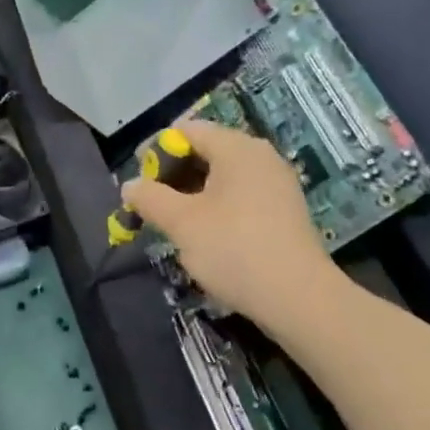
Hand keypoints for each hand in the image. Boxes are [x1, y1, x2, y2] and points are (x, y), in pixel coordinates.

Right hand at [121, 121, 343, 337]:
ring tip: (174, 221)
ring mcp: (277, 182)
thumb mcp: (182, 223)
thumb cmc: (234, 249)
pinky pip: (242, 194)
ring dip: (194, 192)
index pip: (187, 130)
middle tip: (151, 202)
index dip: (156, 150)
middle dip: (174, 173)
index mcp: (236, 147)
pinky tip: (206, 234)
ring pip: (224, 175)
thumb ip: (151, 198)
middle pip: (206, 150)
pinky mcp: (285, 210)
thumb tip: (130, 185)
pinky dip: (218, 205)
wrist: (300, 299)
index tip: (138, 179)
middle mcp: (260, 155)